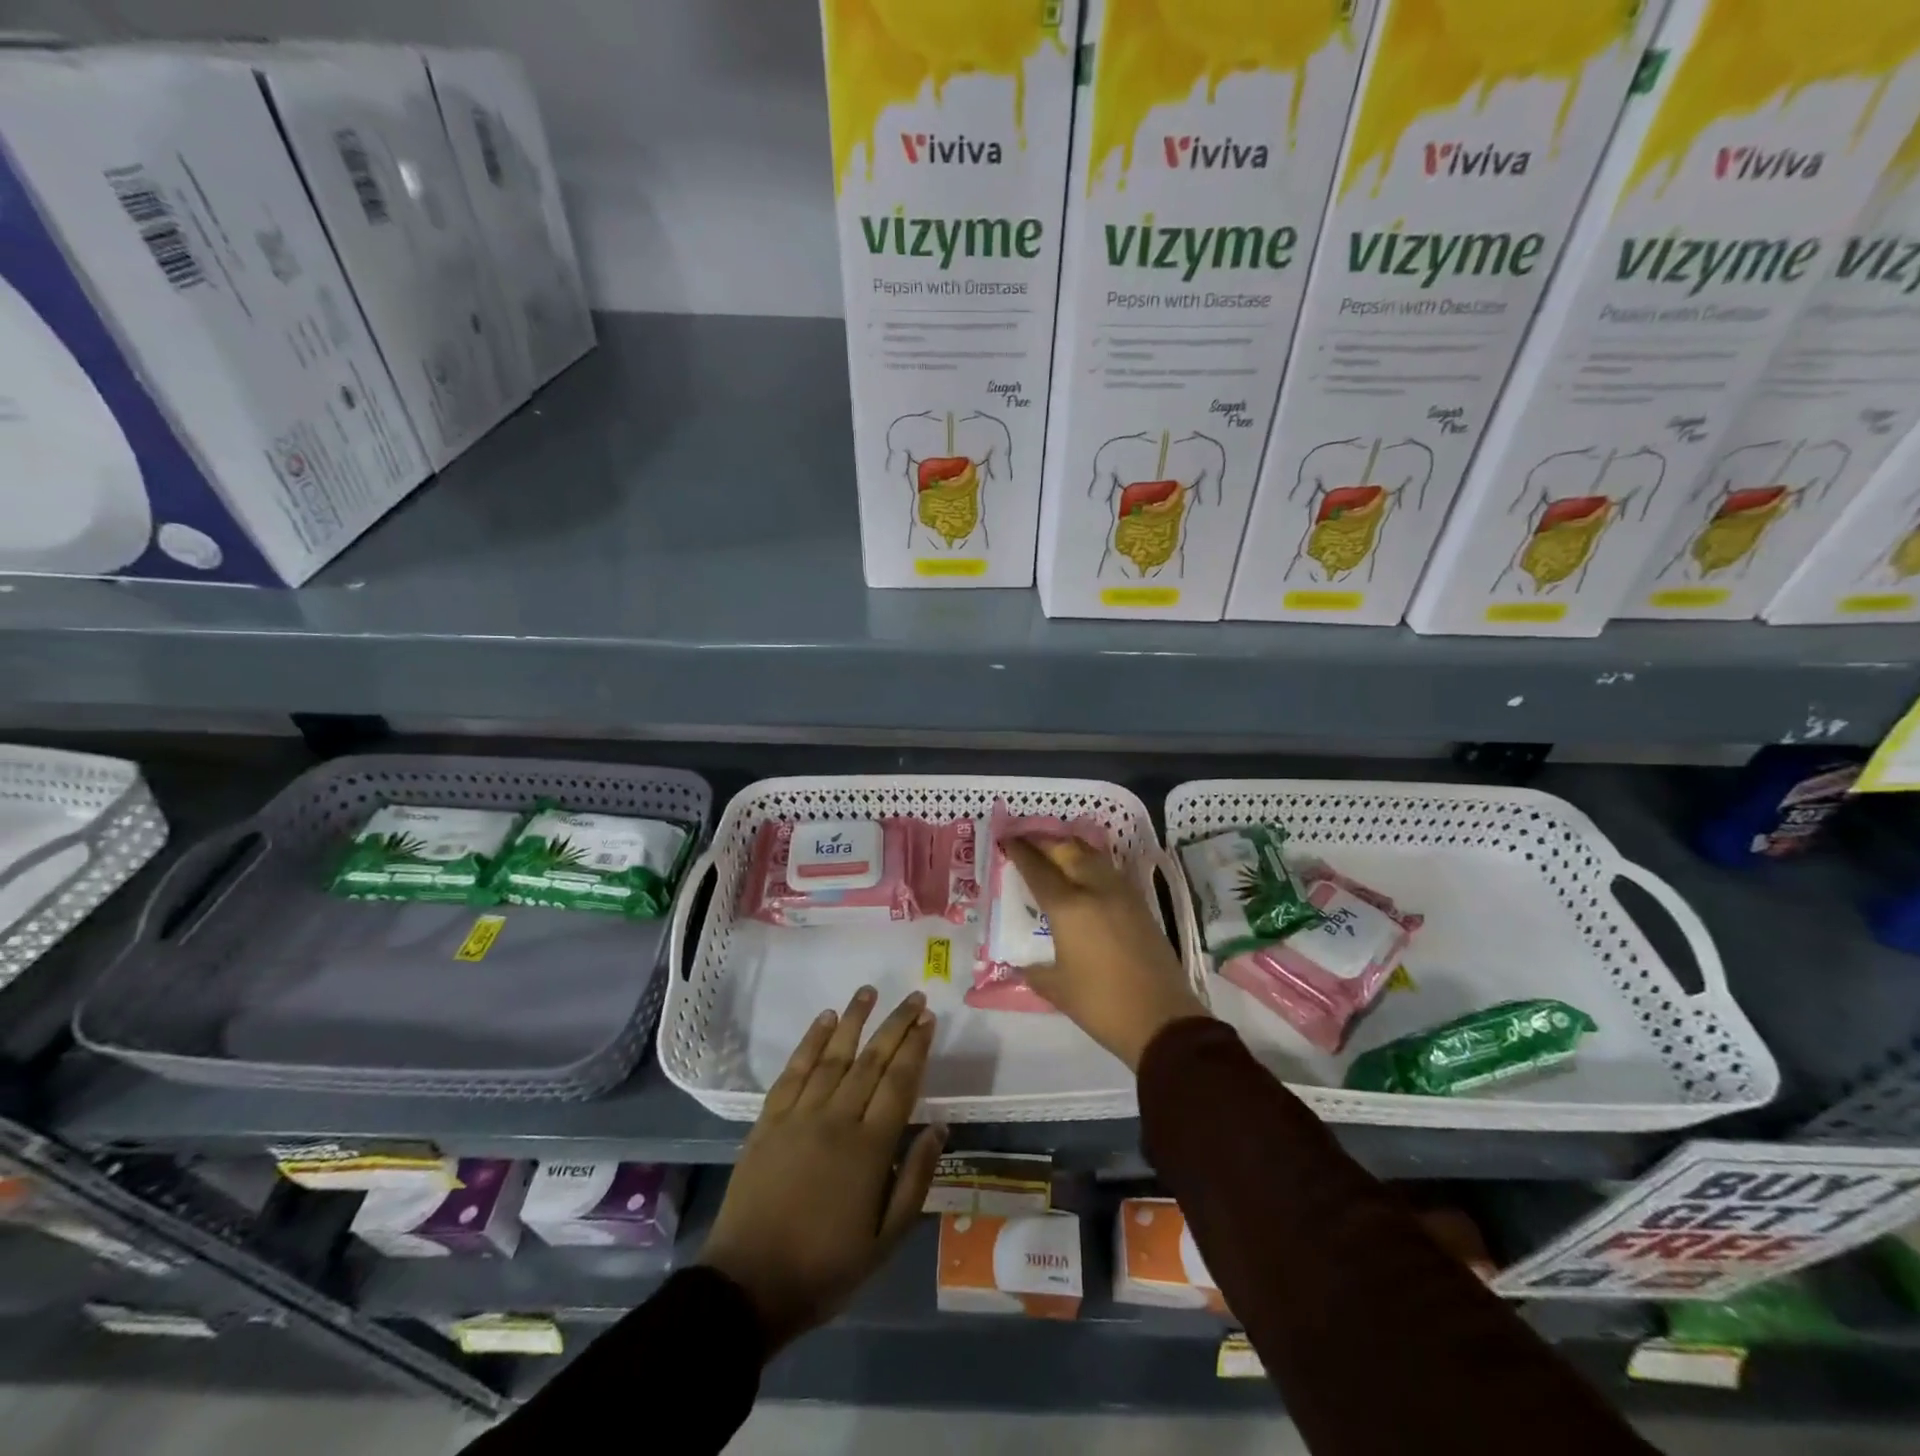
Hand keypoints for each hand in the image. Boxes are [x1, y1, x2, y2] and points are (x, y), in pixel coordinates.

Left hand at [698, 987, 944, 1352]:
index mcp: (870, 1149)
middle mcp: (837, 1119)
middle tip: (914, 997)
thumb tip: (938, 1128)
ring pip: (833, 1055)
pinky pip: (794, 1070)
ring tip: (869, 991)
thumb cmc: (825, 1267)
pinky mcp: (769, 1119)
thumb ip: (915, 1180)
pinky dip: (810, 1041)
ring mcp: (800, 1115)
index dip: (916, 1047)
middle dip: (895, 1025)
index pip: (900, 1083)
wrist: (748, 1285)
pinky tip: (824, 1020)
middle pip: (872, 1060)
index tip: (928, 1019)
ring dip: (854, 1020)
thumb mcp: (885, 1241)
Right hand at [1005, 837, 1208, 1069]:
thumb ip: (1034, 970)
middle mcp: (1095, 889)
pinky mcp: (1140, 904)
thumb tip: (1022, 963)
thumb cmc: (1102, 1004)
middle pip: (1067, 850)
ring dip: (1069, 848)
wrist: (1162, 1019)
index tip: (1006, 840)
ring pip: (1092, 855)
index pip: (1038, 869)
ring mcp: (1122, 894)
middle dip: (1044, 842)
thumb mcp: (1056, 989)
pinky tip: (1084, 875)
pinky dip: (1090, 863)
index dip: (1019, 852)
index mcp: (1069, 908)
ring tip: (1054, 852)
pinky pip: (1109, 870)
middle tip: (1027, 842)